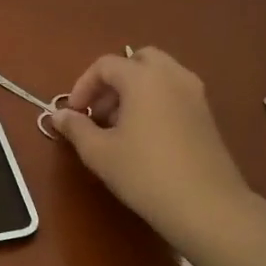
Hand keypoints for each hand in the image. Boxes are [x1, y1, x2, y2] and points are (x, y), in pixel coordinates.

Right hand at [51, 48, 255, 251]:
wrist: (206, 205)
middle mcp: (172, 76)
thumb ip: (76, 127)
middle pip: (138, 60)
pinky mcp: (206, 115)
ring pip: (159, 75)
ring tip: (120, 126)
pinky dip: (155, 100)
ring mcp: (195, 94)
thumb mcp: (99, 152)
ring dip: (135, 90)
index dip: (83, 86)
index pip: (105, 65)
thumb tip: (58, 115)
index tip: (75, 114)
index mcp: (143, 78)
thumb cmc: (144, 173)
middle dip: (113, 80)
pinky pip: (174, 92)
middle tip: (100, 111)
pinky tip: (145, 136)